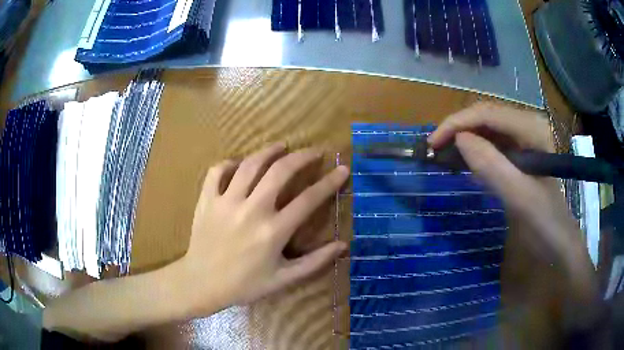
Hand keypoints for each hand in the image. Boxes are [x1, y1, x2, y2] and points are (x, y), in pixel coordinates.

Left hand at [178, 144, 348, 315]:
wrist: (202, 284)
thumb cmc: (244, 285)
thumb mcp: (283, 279)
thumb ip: (315, 262)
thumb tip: (343, 246)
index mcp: (273, 231)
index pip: (309, 199)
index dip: (330, 182)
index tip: (342, 169)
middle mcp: (251, 210)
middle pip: (280, 172)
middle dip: (302, 157)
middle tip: (313, 151)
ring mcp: (226, 202)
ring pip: (250, 164)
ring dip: (268, 151)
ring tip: (281, 146)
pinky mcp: (207, 200)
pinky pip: (217, 171)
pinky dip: (230, 163)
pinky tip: (239, 165)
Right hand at [429, 102, 599, 335]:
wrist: (558, 239)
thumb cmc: (544, 220)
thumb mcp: (519, 197)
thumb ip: (492, 166)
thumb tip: (459, 139)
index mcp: (531, 127)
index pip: (487, 113)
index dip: (457, 123)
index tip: (433, 144)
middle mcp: (527, 124)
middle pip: (485, 116)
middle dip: (458, 128)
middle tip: (435, 149)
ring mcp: (524, 138)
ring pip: (486, 127)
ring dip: (464, 136)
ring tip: (444, 153)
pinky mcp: (519, 152)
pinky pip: (492, 141)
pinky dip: (474, 148)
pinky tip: (464, 160)